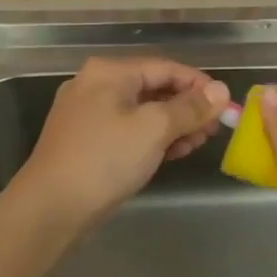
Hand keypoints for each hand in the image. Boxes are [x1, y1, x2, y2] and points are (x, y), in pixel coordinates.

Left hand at [11, 56, 229, 234]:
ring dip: (173, 124)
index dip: (200, 85)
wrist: (50, 208)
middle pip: (154, 87)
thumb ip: (190, 108)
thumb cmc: (104, 159)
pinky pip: (129, 129)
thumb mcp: (154, 129)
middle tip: (214, 129)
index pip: (166, 67)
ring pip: (142, 111)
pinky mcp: (87, 141)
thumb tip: (221, 90)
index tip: (226, 106)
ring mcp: (89, 114)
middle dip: (188, 107)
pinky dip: (152, 138)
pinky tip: (172, 153)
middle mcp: (96, 85)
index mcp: (109, 72)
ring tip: (197, 144)